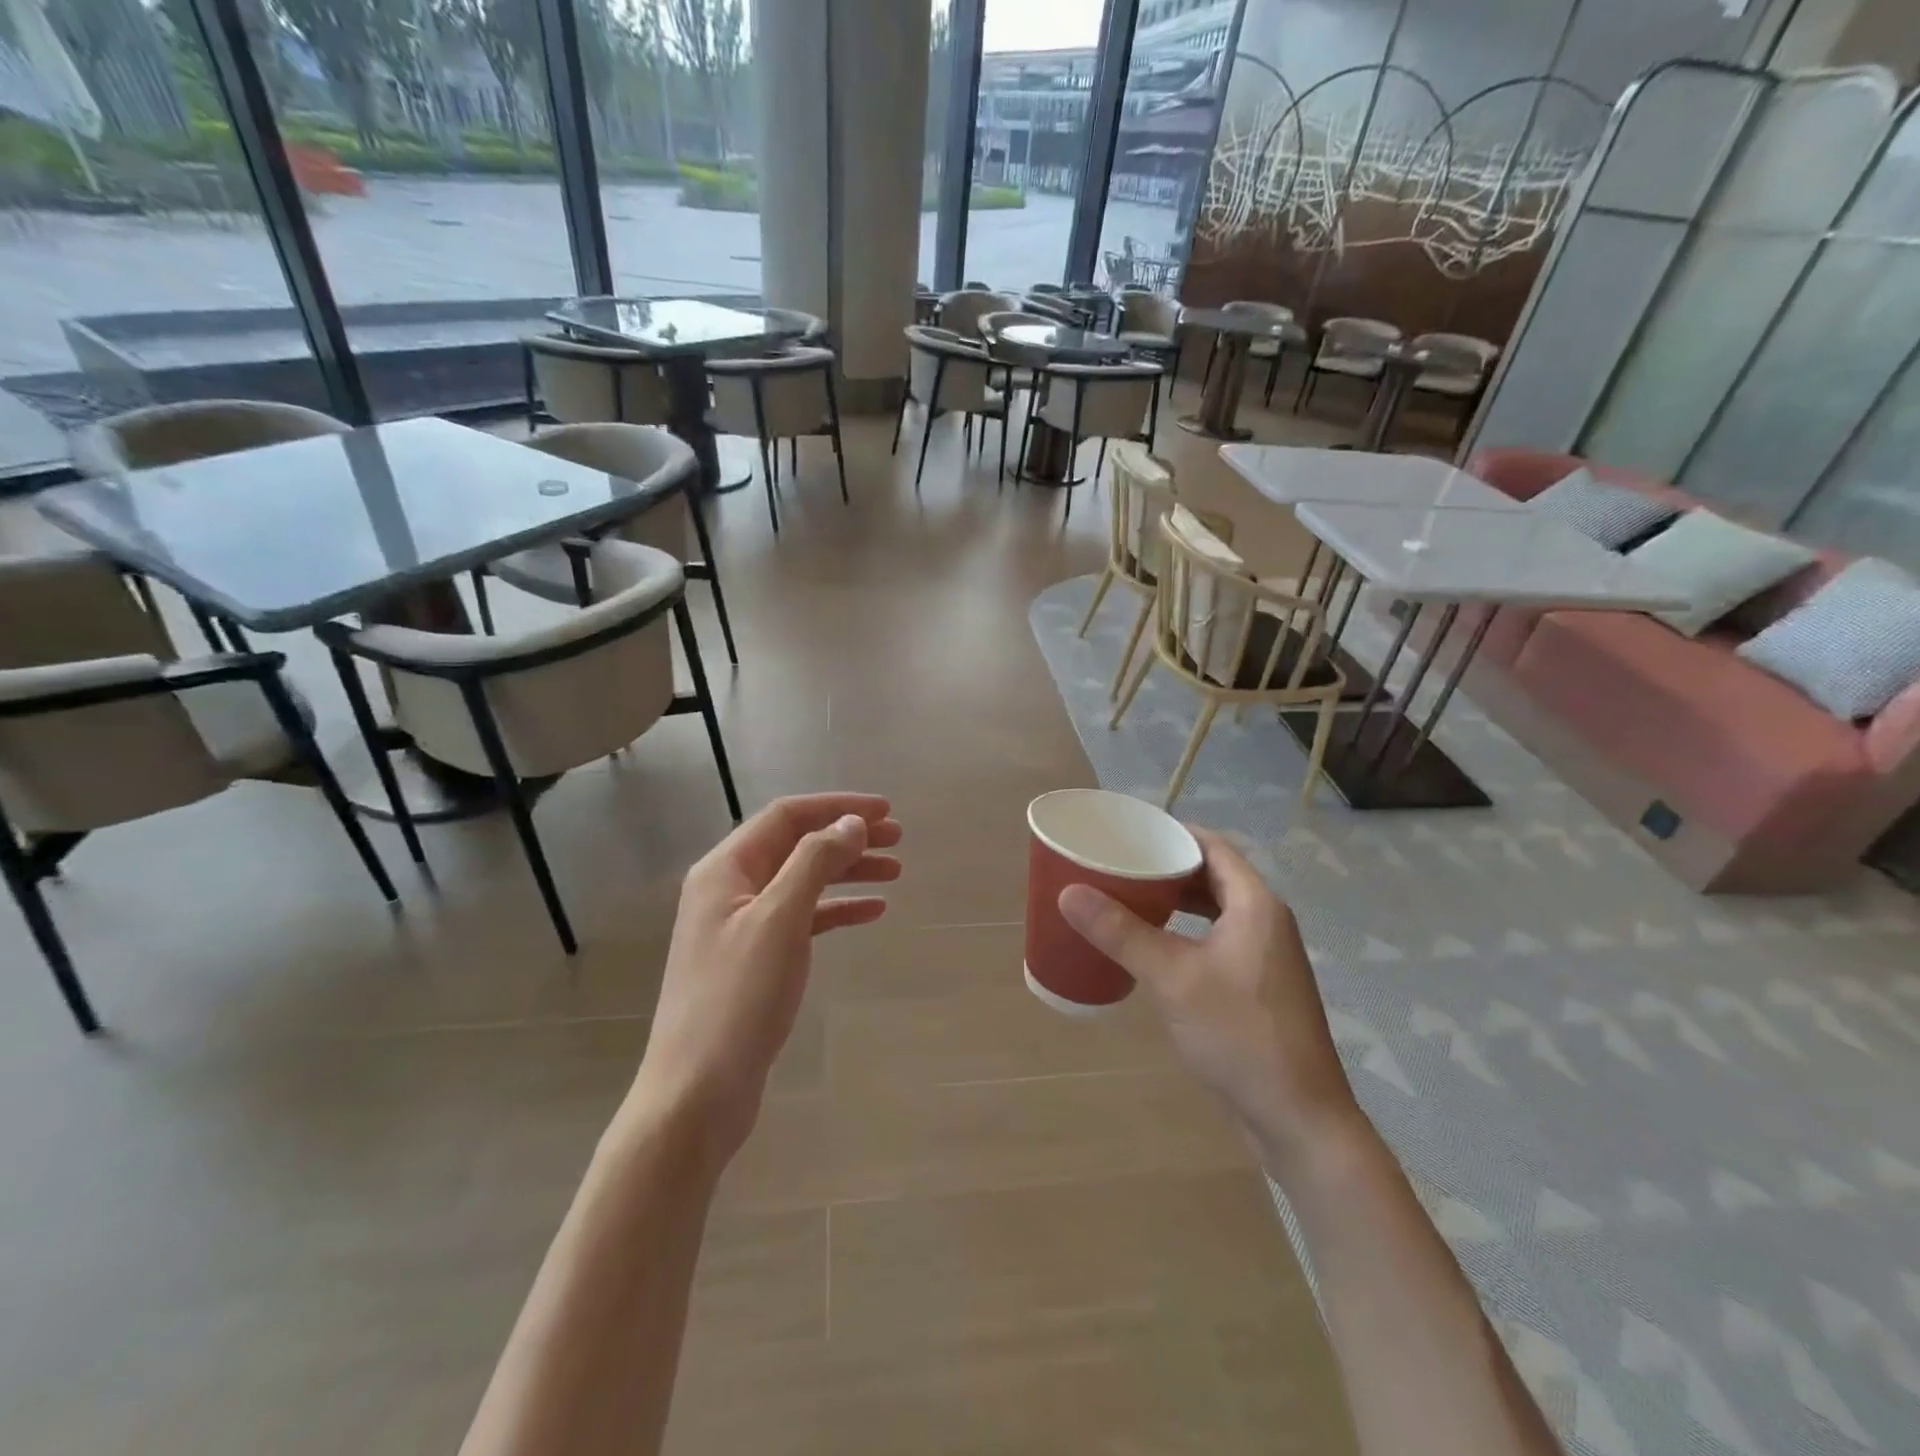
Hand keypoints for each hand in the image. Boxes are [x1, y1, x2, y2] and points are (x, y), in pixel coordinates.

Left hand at [633, 793, 901, 1158]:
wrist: (696, 1094)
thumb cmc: (737, 999)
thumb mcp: (779, 921)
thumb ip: (814, 863)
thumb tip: (851, 822)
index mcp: (725, 869)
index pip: (787, 816)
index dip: (837, 807)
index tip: (886, 810)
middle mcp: (729, 889)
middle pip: (796, 846)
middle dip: (847, 837)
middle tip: (898, 839)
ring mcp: (740, 926)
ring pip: (802, 882)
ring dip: (847, 872)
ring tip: (895, 872)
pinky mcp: (754, 960)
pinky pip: (802, 919)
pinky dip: (836, 911)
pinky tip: (871, 912)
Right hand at [1057, 828, 1360, 1170]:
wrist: (1299, 1119)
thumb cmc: (1239, 1035)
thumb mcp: (1172, 977)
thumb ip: (1121, 932)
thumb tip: (1070, 892)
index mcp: (1256, 905)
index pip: (1213, 847)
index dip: (1173, 833)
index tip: (1130, 832)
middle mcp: (1266, 922)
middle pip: (1213, 876)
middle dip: (1168, 867)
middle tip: (1119, 865)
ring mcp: (1265, 958)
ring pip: (1215, 911)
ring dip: (1176, 902)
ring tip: (1128, 898)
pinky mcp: (1259, 988)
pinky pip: (1217, 940)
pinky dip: (1186, 933)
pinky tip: (1154, 949)